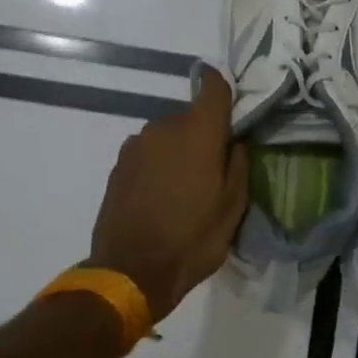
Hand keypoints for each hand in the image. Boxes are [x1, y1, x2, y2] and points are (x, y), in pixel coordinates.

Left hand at [87, 68, 249, 322]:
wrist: (131, 272)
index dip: (222, 87)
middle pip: (190, 117)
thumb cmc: (193, 238)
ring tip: (183, 189)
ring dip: (178, 152)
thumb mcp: (233, 207)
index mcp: (199, 131)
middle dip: (203, 136)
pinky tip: (160, 197)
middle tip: (212, 170)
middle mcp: (164, 126)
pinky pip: (147, 154)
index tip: (230, 105)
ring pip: (167, 136)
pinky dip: (157, 166)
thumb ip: (239, 164)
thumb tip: (236, 141)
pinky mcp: (118, 165)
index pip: (212, 86)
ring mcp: (136, 144)